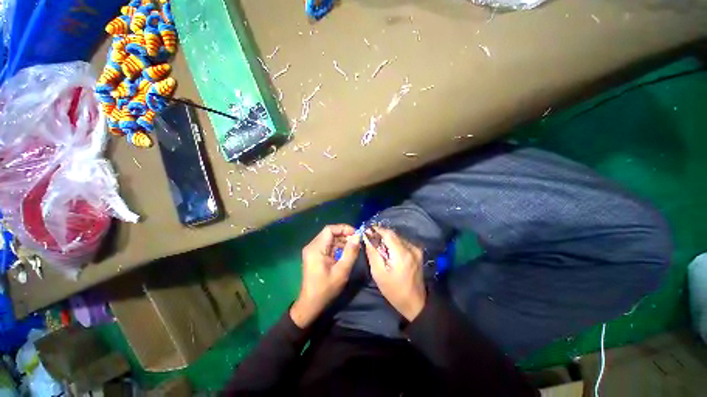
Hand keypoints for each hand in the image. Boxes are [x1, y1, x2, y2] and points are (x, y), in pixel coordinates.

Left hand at [290, 224, 360, 327]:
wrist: (310, 304)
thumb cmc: (326, 289)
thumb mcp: (342, 271)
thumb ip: (350, 252)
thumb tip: (357, 236)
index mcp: (316, 248)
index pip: (330, 229)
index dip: (344, 229)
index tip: (356, 234)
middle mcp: (312, 246)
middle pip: (329, 233)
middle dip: (344, 235)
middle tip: (356, 241)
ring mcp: (312, 250)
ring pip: (329, 238)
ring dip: (341, 241)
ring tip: (354, 247)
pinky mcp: (314, 255)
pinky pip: (327, 245)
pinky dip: (337, 246)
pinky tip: (345, 253)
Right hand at [364, 227, 426, 321]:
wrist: (415, 302)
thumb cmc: (394, 290)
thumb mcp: (378, 273)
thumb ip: (372, 253)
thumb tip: (366, 237)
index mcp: (402, 253)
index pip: (388, 233)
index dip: (377, 230)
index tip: (367, 230)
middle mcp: (411, 247)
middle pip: (393, 234)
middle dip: (381, 234)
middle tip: (371, 238)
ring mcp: (416, 249)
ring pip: (398, 237)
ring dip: (387, 238)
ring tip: (378, 245)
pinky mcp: (418, 252)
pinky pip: (403, 242)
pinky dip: (394, 243)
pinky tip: (388, 250)